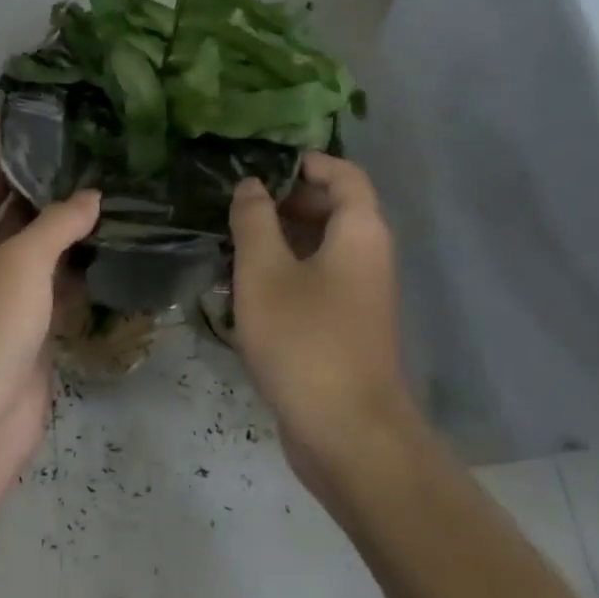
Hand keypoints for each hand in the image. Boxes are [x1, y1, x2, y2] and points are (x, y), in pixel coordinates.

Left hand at [0, 111, 99, 502]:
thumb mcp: (18, 267)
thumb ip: (57, 226)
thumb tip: (92, 198)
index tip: (4, 108)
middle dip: (21, 173)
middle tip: (61, 137)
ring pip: (24, 242)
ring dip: (52, 217)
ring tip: (90, 176)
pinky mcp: (22, 323)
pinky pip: (47, 279)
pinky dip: (71, 260)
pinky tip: (102, 235)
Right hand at [229, 152, 418, 489]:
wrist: (347, 434)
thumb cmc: (305, 339)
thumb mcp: (265, 272)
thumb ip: (255, 220)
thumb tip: (252, 186)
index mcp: (360, 232)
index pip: (344, 175)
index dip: (306, 163)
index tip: (259, 167)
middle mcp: (368, 257)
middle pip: (333, 209)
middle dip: (285, 201)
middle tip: (236, 207)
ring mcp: (360, 295)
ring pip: (320, 248)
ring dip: (279, 240)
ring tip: (230, 244)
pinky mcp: (345, 327)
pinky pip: (316, 281)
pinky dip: (285, 273)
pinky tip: (244, 288)